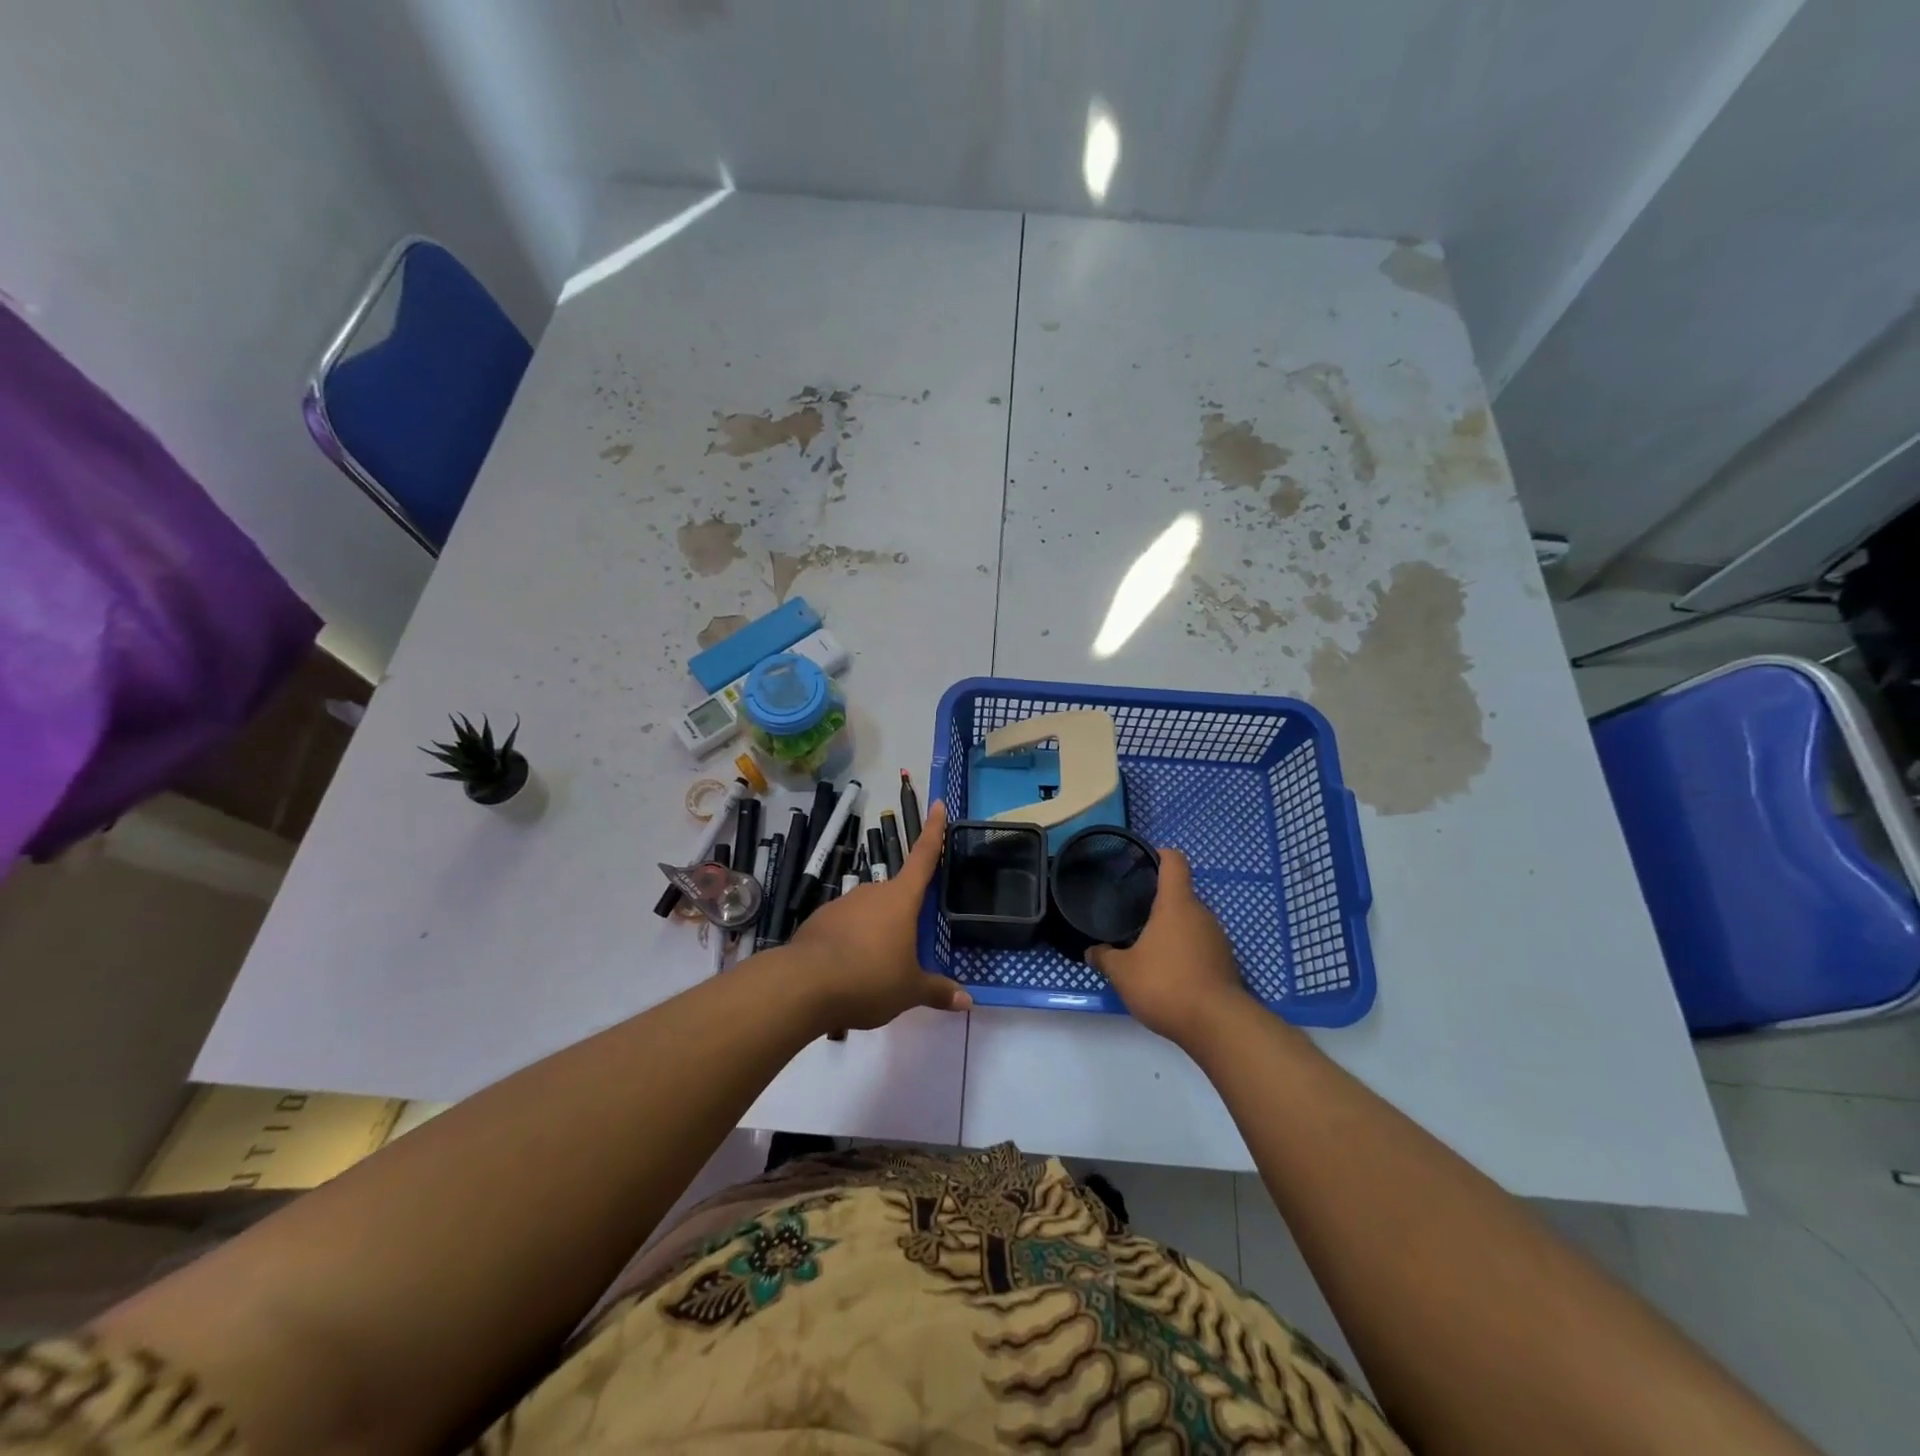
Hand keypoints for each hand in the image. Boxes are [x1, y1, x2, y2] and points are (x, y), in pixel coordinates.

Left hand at [785, 800, 971, 1030]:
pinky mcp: (818, 920)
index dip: (934, 831)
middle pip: (896, 895)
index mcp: (901, 899)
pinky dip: (850, 944)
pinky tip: (848, 972)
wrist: (803, 985)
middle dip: (903, 916)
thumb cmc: (869, 978)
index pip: (924, 856)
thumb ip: (937, 991)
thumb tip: (968, 1002)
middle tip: (907, 949)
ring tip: (875, 973)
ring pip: (868, 913)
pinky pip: (844, 928)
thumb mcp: (909, 991)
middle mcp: (872, 892)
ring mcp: (842, 903)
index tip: (939, 803)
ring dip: (874, 934)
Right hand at [1087, 847, 1251, 1048]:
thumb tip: (1091, 951)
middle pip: (1180, 894)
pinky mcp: (1226, 963)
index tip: (1141, 864)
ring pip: (1191, 922)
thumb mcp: (1123, 972)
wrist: (1218, 1025)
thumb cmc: (1166, 984)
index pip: (1174, 861)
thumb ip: (1104, 957)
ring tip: (1147, 947)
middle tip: (1132, 915)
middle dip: (1157, 902)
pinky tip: (1168, 973)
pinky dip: (1185, 952)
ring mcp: (1218, 938)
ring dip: (1171, 930)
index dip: (1159, 855)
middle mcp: (1201, 914)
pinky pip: (1200, 946)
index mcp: (1176, 904)